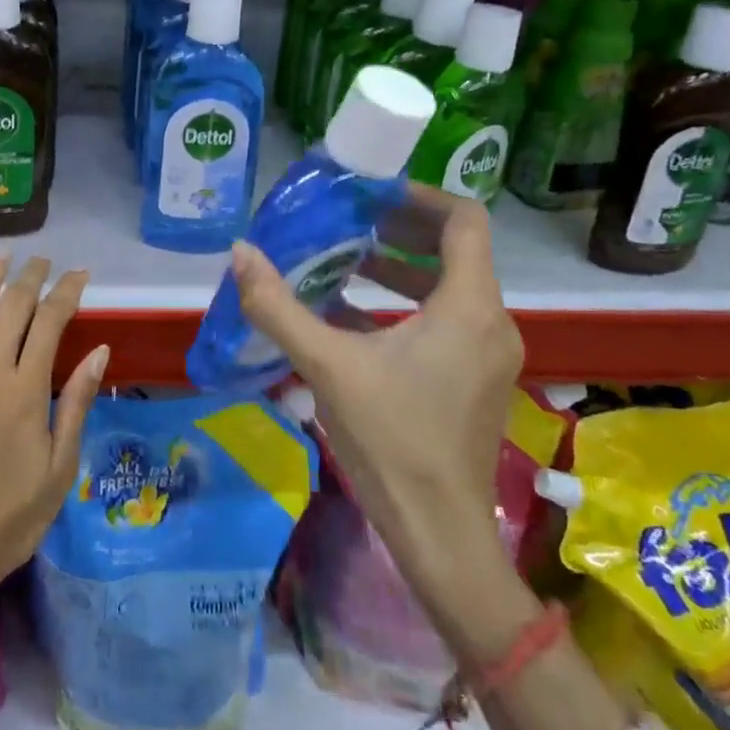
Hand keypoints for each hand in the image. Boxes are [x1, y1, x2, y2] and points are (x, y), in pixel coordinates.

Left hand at [0, 255, 108, 659]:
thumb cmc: (10, 521)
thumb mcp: (59, 470)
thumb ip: (76, 405)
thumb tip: (100, 351)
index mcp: (25, 394)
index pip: (50, 324)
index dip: (67, 292)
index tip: (80, 274)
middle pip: (12, 310)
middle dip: (31, 278)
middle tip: (44, 260)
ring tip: (2, 254)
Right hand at [230, 186, 522, 639]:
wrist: (440, 537)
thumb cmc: (392, 442)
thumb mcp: (327, 366)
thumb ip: (278, 307)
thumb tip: (239, 252)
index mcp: (469, 307)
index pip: (464, 220)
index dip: (420, 196)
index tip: (372, 193)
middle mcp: (490, 322)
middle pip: (456, 249)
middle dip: (401, 229)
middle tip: (349, 219)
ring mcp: (488, 355)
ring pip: (449, 286)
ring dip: (399, 268)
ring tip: (345, 260)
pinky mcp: (475, 380)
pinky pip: (446, 320)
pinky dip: (405, 304)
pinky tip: (352, 316)